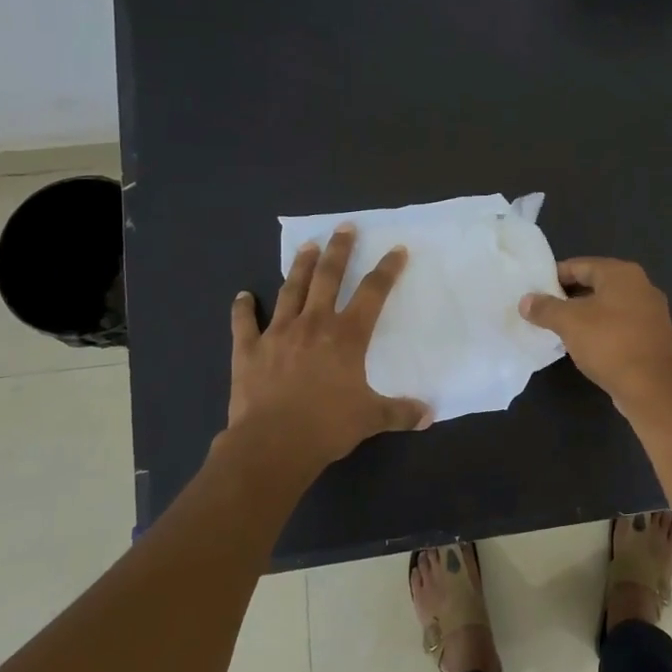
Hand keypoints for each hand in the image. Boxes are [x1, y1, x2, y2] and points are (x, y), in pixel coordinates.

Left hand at [227, 225, 429, 468]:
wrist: (272, 443)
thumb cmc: (327, 426)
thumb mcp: (371, 419)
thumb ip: (400, 412)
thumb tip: (429, 414)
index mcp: (347, 336)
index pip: (373, 293)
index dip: (387, 269)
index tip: (396, 250)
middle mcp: (314, 324)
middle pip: (328, 277)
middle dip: (339, 250)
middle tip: (344, 227)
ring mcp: (278, 333)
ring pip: (290, 290)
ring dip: (299, 266)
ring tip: (305, 246)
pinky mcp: (249, 350)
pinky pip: (245, 323)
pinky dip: (243, 308)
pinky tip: (242, 296)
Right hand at [519, 258, 671, 415]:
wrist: (651, 388)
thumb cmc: (609, 344)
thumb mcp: (569, 323)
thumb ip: (545, 308)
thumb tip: (525, 301)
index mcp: (622, 273)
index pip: (580, 265)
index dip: (554, 277)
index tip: (534, 291)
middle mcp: (642, 286)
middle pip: (596, 284)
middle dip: (568, 296)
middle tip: (543, 310)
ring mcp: (652, 312)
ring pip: (609, 306)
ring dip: (585, 314)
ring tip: (560, 329)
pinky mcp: (654, 336)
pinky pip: (621, 325)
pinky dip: (602, 330)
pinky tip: (587, 345)